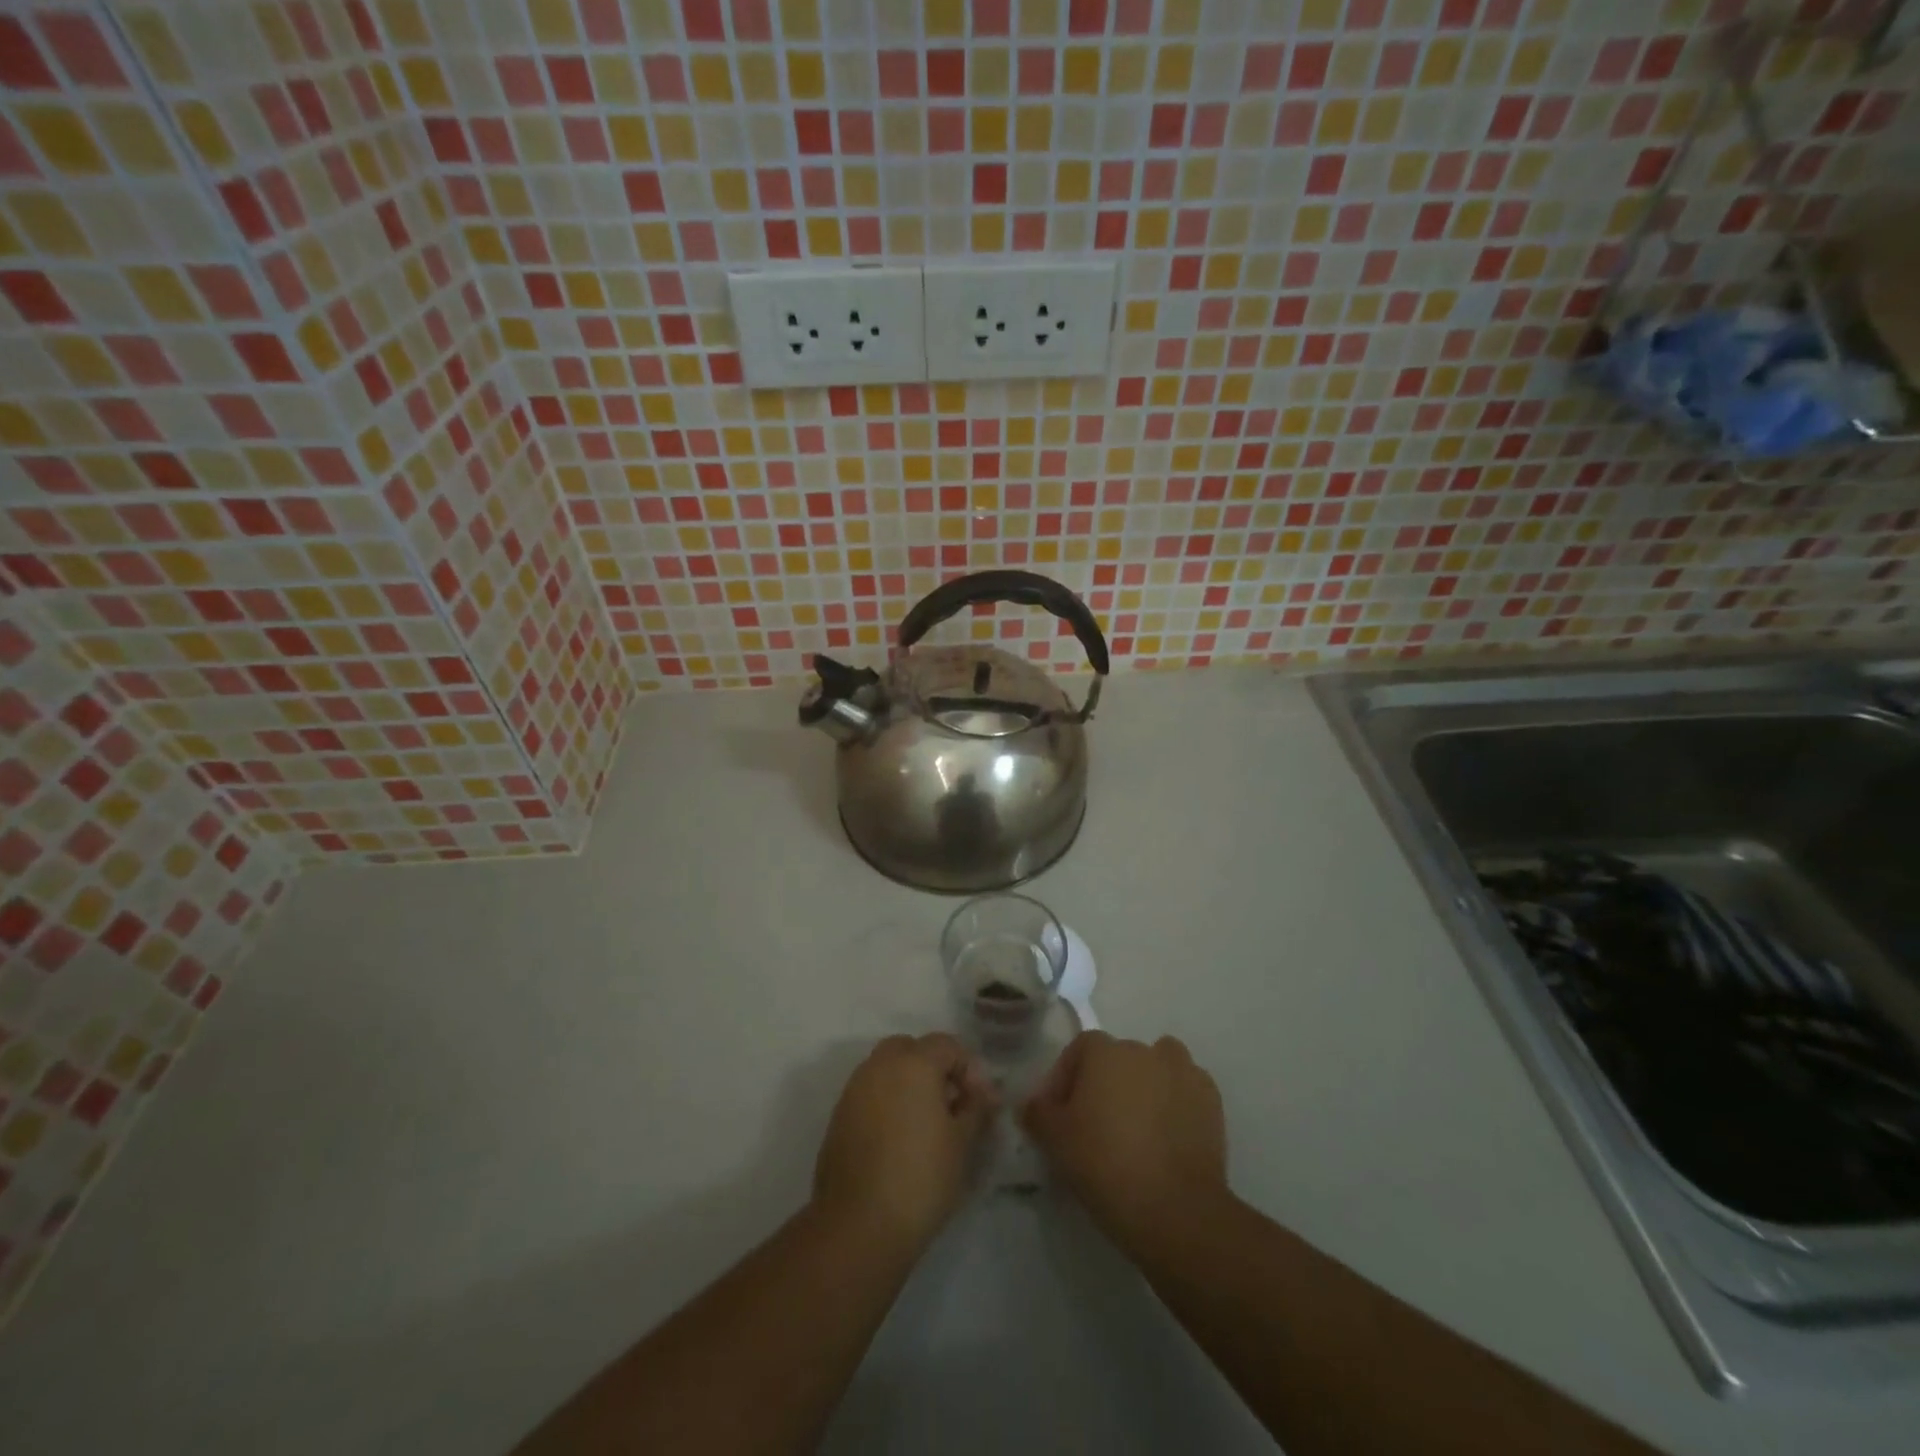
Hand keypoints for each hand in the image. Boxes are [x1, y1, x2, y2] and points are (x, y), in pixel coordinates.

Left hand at [813, 1034, 999, 1253]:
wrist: (859, 1226)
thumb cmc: (921, 1178)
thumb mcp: (962, 1143)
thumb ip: (975, 1108)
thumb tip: (984, 1092)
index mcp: (913, 1063)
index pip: (947, 1044)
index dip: (968, 1069)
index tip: (980, 1103)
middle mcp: (880, 1065)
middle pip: (911, 1048)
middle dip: (934, 1068)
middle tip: (951, 1105)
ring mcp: (854, 1089)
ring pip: (886, 1069)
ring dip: (908, 1084)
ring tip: (926, 1124)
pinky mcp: (839, 1116)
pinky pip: (869, 1093)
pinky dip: (887, 1103)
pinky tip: (899, 1140)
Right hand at [1022, 1031, 1228, 1252]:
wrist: (1175, 1209)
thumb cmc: (1105, 1165)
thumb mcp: (1054, 1141)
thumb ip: (1038, 1112)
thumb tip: (1033, 1103)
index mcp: (1105, 1051)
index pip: (1078, 1050)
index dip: (1065, 1079)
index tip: (1058, 1115)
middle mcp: (1145, 1050)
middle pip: (1117, 1058)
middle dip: (1104, 1083)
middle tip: (1094, 1125)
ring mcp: (1184, 1072)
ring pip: (1156, 1068)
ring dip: (1144, 1087)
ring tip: (1136, 1127)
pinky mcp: (1212, 1101)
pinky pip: (1185, 1091)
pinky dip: (1175, 1104)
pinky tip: (1166, 1137)